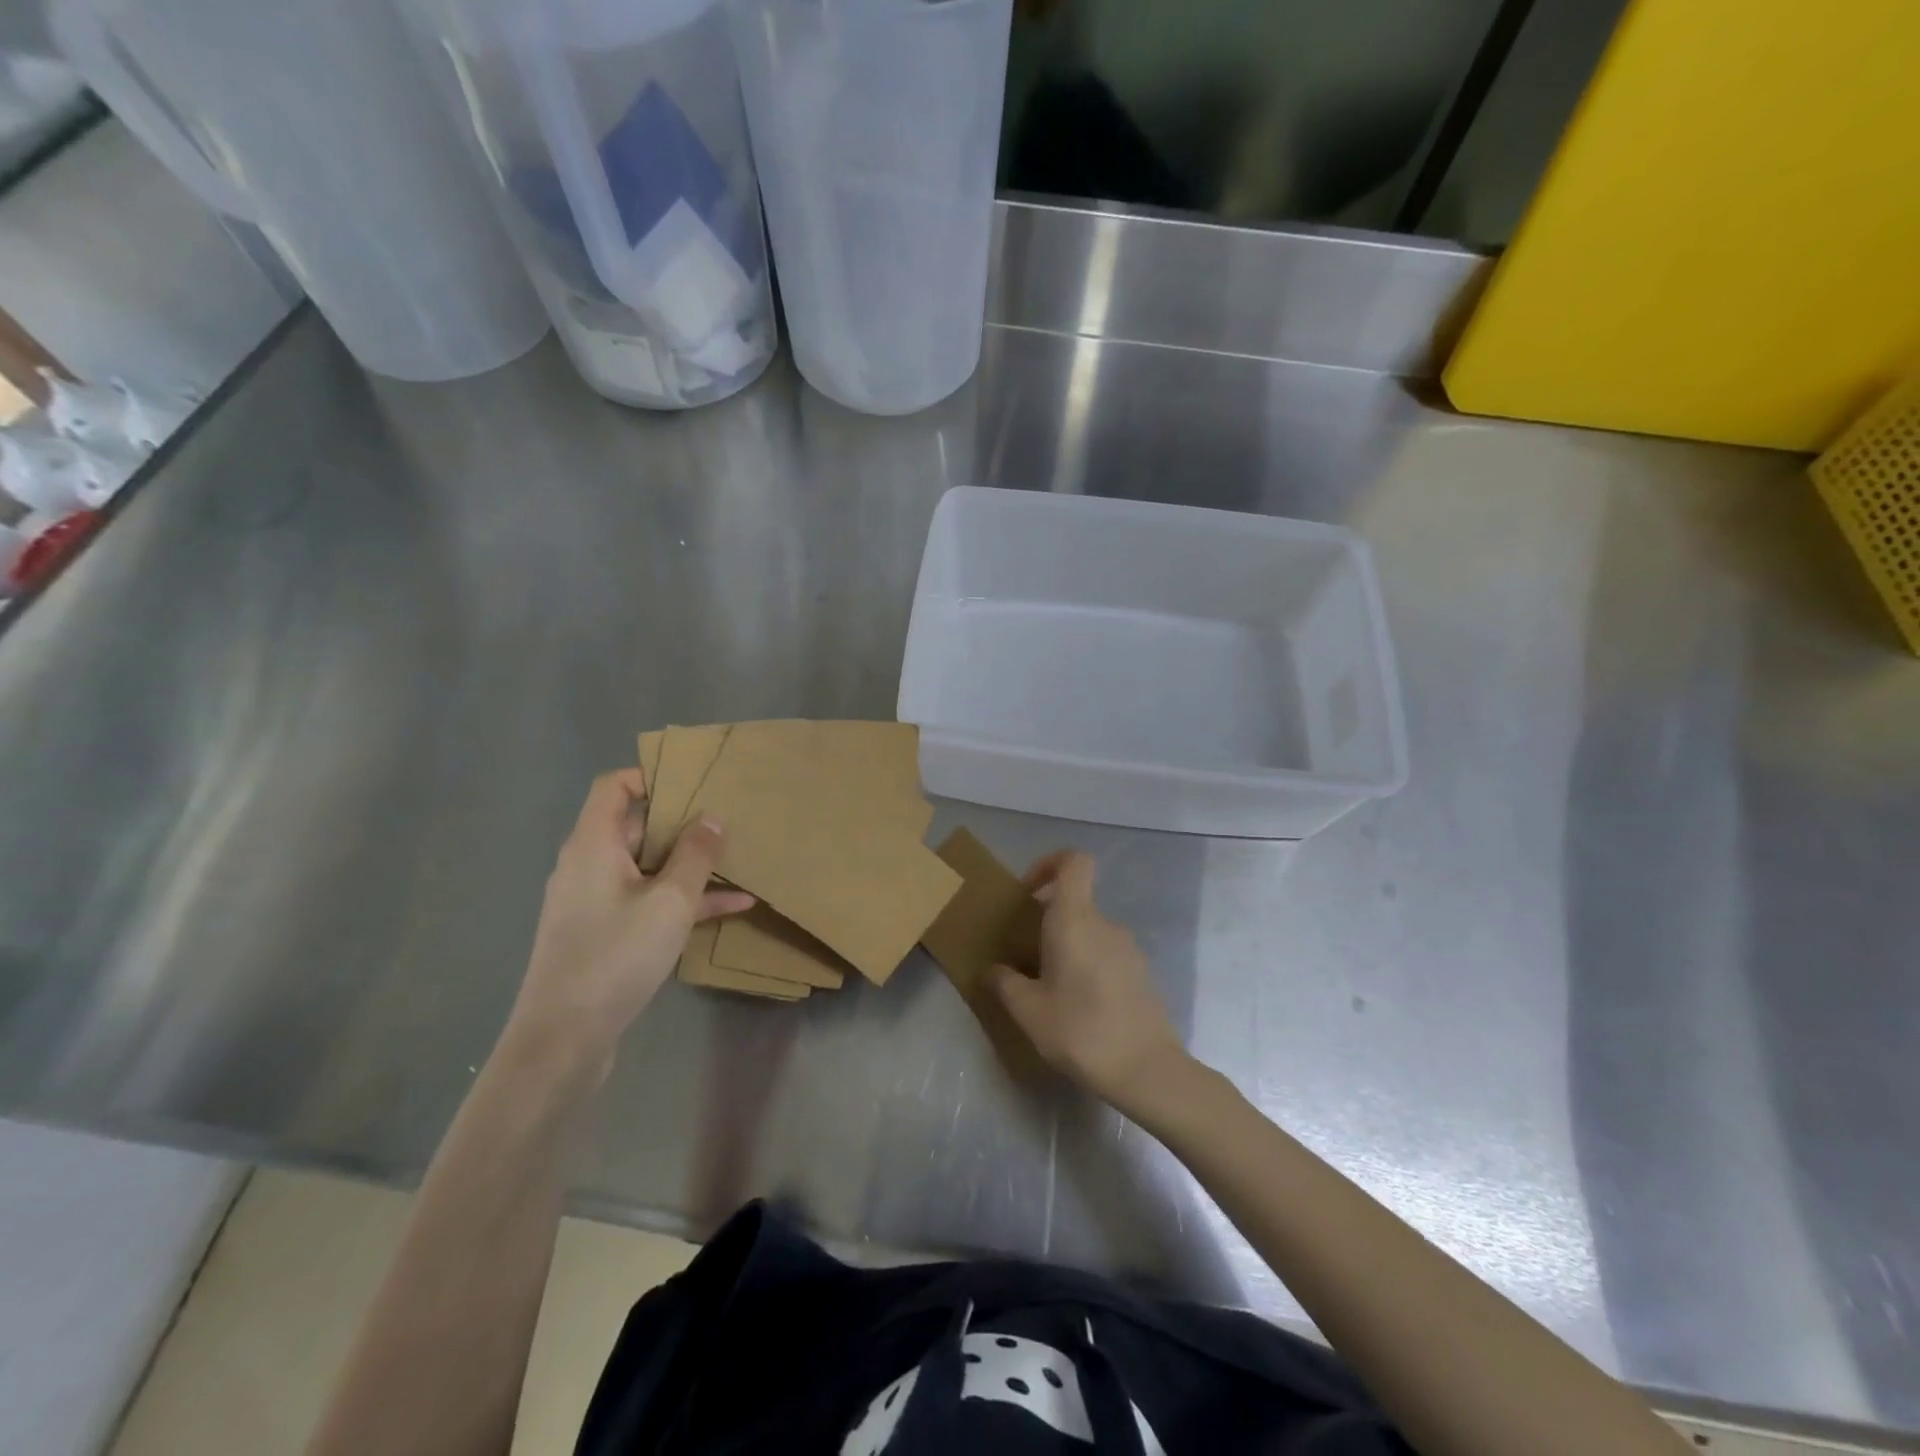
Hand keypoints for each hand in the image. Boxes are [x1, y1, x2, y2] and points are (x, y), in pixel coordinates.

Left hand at [506, 769, 753, 1079]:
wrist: (563, 1040)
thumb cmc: (615, 956)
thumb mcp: (670, 902)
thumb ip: (695, 855)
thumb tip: (712, 818)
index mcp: (593, 845)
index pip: (613, 787)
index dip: (650, 776)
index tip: (695, 780)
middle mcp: (589, 865)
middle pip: (636, 827)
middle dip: (683, 822)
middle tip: (729, 817)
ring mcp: (596, 902)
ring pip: (649, 868)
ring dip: (691, 865)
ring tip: (739, 860)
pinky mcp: (606, 934)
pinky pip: (649, 902)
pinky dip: (683, 900)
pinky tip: (733, 907)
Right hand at [985, 851, 1188, 1107]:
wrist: (1148, 1071)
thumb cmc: (1081, 1031)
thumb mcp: (1028, 1011)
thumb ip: (1005, 983)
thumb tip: (993, 970)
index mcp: (1075, 919)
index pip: (1074, 861)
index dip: (1049, 864)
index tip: (1027, 893)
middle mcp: (1105, 924)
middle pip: (1075, 900)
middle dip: (1046, 919)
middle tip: (1024, 954)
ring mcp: (1128, 948)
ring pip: (1089, 931)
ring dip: (1066, 946)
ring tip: (1047, 987)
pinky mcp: (1141, 973)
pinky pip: (1105, 953)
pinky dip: (1086, 965)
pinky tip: (1077, 1006)